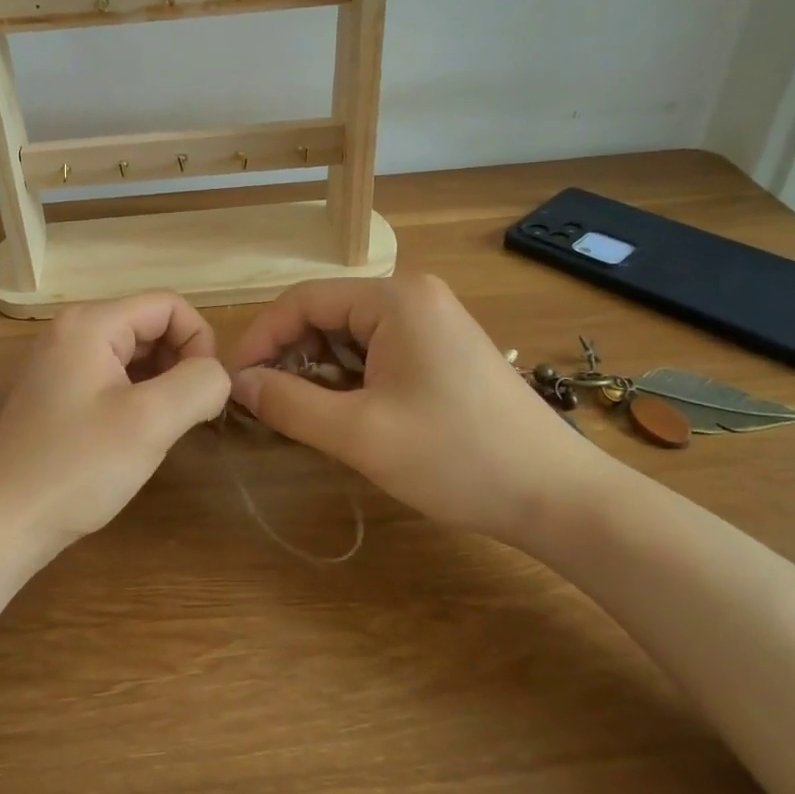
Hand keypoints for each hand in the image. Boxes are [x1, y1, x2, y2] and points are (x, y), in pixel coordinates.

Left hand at [0, 292, 231, 552]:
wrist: (1, 524)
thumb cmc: (76, 467)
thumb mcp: (151, 422)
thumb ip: (199, 384)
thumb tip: (216, 375)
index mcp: (90, 322)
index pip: (169, 305)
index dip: (200, 343)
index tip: (205, 395)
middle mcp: (72, 331)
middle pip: (151, 326)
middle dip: (181, 364)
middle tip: (187, 416)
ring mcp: (61, 363)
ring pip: (135, 355)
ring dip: (162, 384)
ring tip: (164, 429)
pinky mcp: (58, 394)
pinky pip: (114, 378)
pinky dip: (138, 398)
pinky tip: (138, 435)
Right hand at [227, 275, 610, 542]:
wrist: (557, 496)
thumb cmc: (456, 456)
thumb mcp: (360, 433)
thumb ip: (290, 403)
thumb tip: (238, 385)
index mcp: (393, 298)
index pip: (302, 301)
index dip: (261, 339)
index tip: (237, 384)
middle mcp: (412, 297)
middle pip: (325, 315)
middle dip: (290, 357)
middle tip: (268, 406)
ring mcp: (431, 322)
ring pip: (348, 336)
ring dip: (318, 371)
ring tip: (304, 415)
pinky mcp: (442, 350)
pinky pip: (376, 352)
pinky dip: (349, 379)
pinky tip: (344, 414)